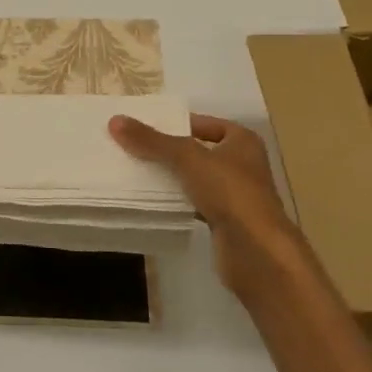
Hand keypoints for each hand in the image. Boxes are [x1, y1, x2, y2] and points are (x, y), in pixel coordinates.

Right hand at [110, 113, 303, 295]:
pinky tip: (155, 201)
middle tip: (135, 148)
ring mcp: (236, 195)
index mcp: (242, 141)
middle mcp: (242, 165)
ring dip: (172, 178)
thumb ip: (152, 141)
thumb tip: (115, 121)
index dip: (176, 124)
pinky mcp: (227, 221)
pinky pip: (196, 203)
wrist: (256, 251)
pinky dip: (178, 202)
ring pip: (196, 179)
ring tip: (137, 172)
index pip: (204, 123)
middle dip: (169, 151)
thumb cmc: (229, 191)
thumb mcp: (186, 158)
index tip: (145, 128)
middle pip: (198, 151)